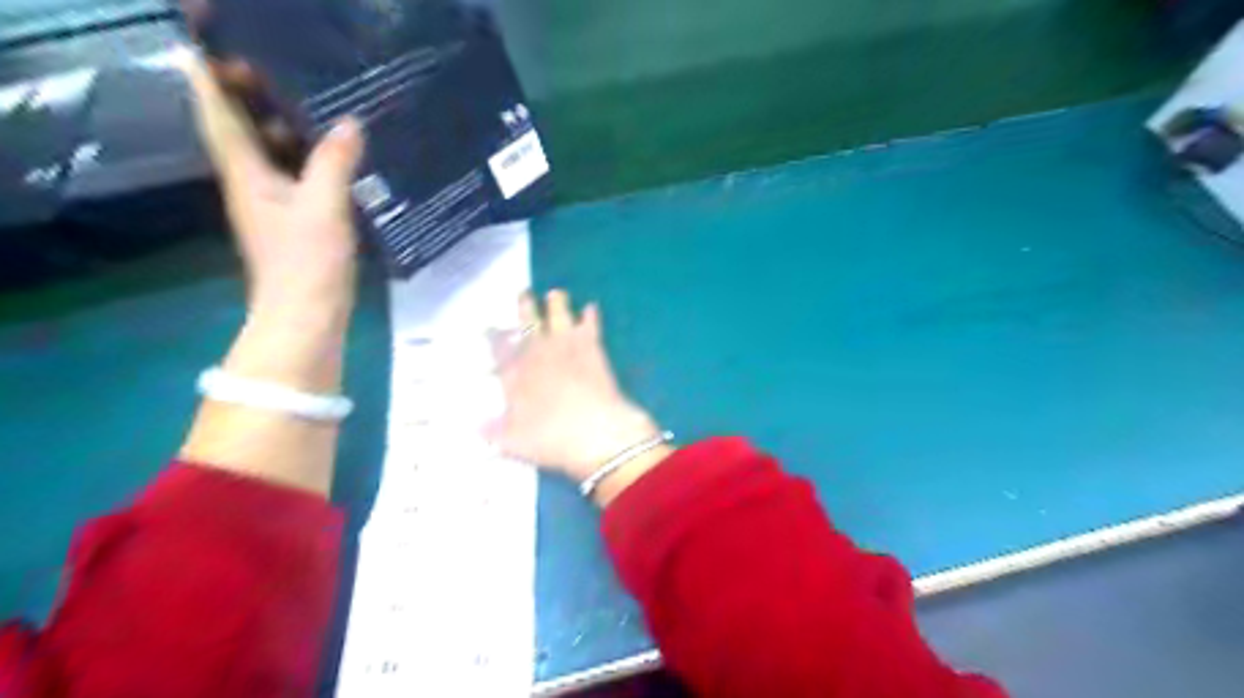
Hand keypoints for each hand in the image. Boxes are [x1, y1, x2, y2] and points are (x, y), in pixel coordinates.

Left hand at [177, 49, 364, 325]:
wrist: (306, 316)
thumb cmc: (307, 262)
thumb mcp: (324, 207)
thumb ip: (334, 162)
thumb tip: (350, 122)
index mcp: (245, 173)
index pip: (217, 112)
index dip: (213, 75)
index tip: (225, 45)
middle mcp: (251, 182)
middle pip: (241, 126)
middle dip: (254, 93)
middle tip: (288, 67)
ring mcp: (272, 202)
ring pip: (270, 151)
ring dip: (284, 124)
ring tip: (318, 100)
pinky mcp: (294, 220)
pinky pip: (294, 174)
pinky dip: (307, 156)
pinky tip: (337, 153)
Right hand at [491, 292, 674, 499]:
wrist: (594, 431)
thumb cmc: (549, 438)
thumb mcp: (512, 442)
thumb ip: (493, 431)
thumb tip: (476, 426)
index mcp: (514, 372)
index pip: (499, 347)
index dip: (494, 335)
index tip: (490, 326)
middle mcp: (537, 352)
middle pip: (528, 321)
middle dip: (525, 306)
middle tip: (524, 293)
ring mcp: (566, 345)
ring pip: (558, 314)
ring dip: (556, 303)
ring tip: (556, 294)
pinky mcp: (593, 347)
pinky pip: (590, 324)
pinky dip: (590, 315)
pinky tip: (591, 308)